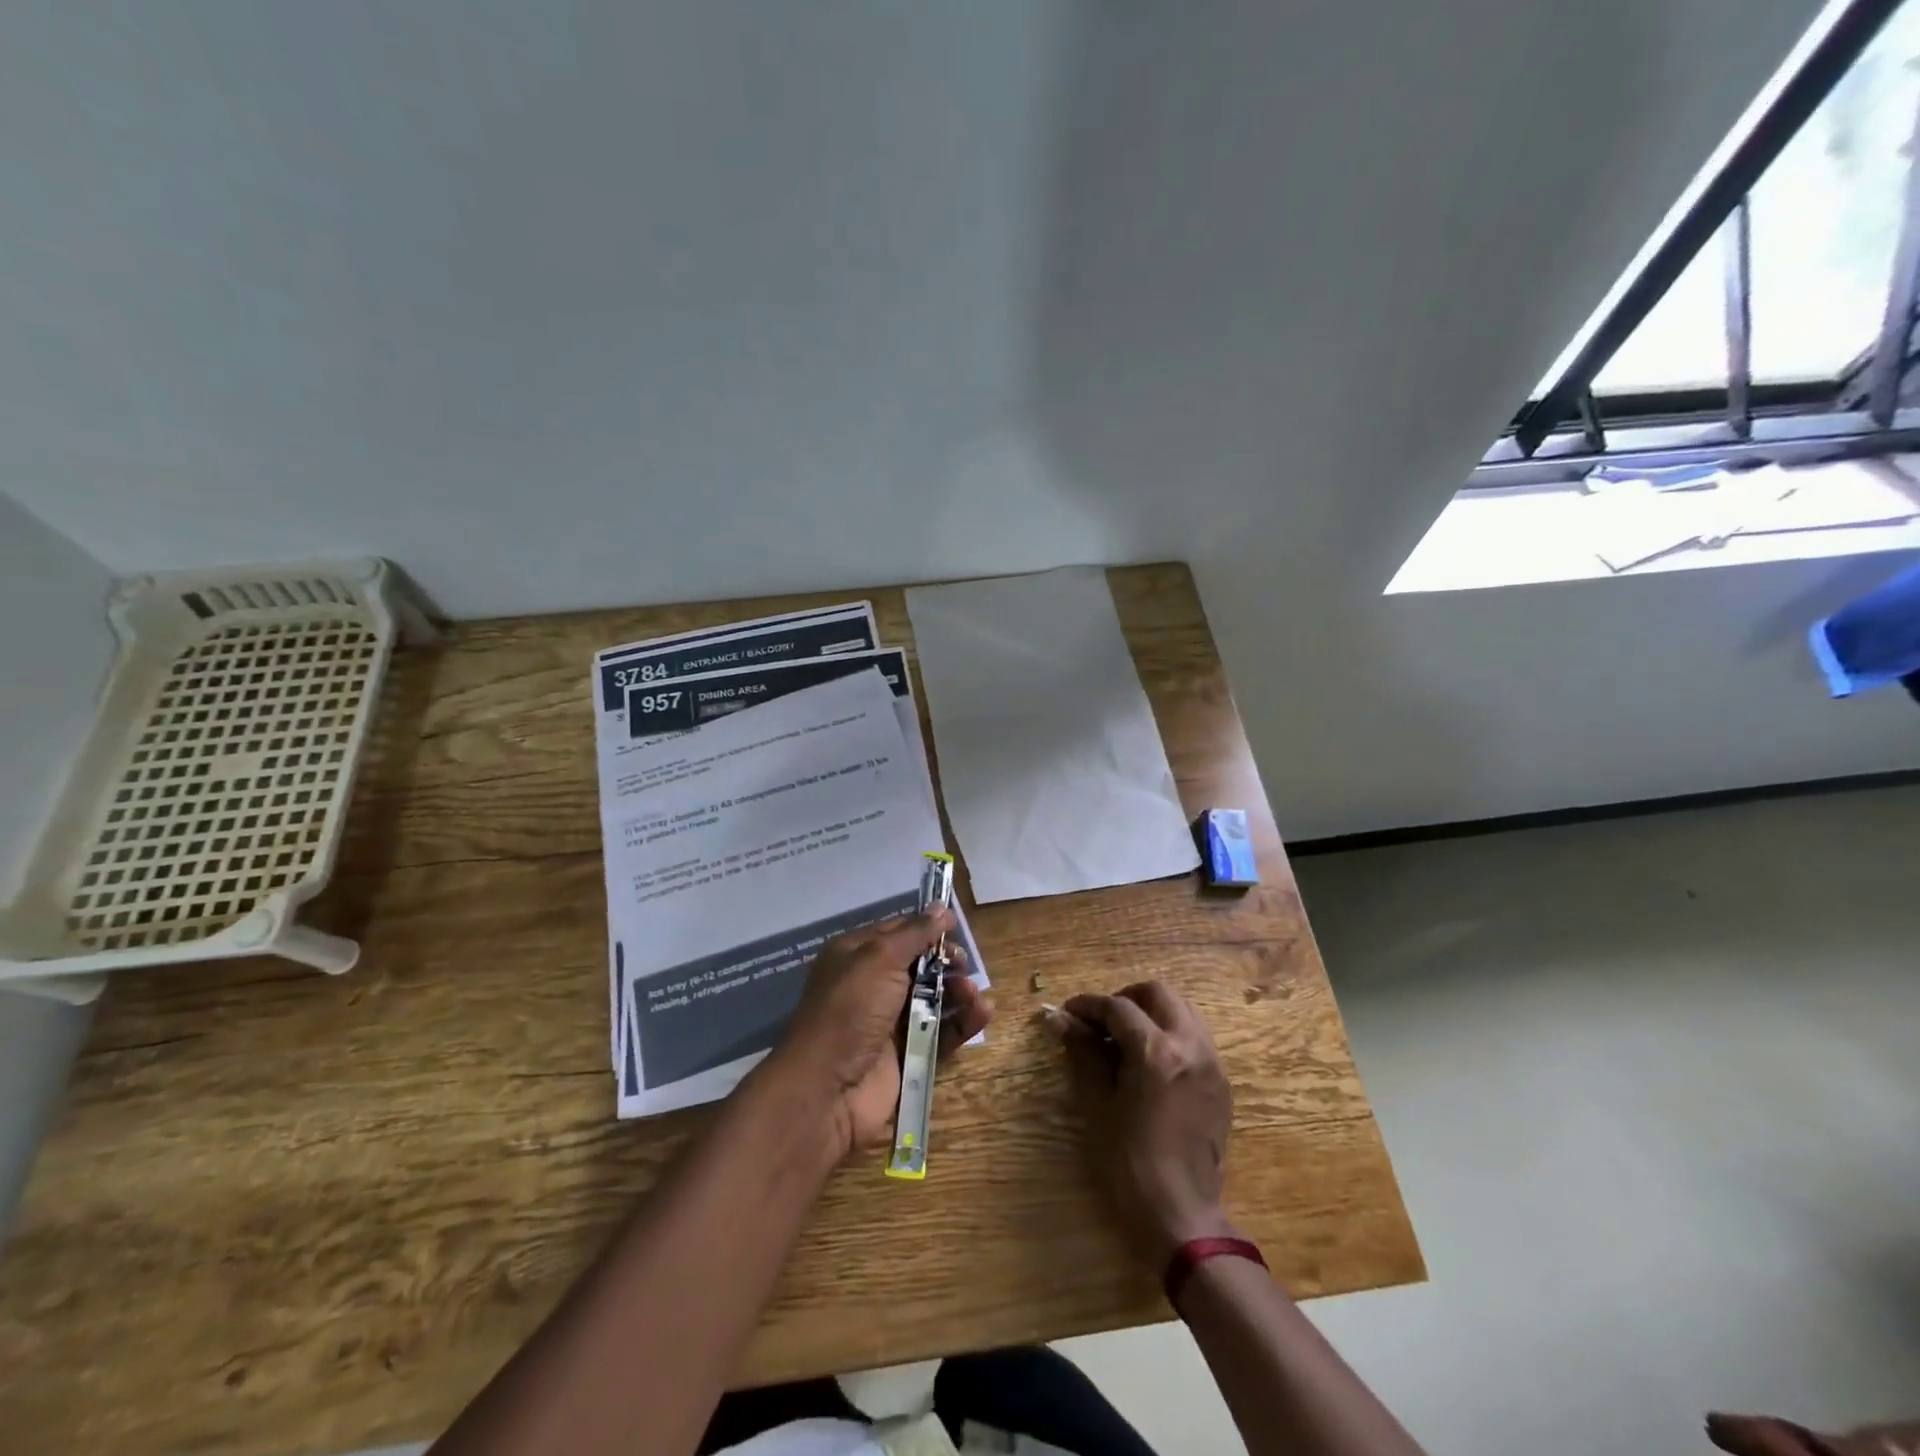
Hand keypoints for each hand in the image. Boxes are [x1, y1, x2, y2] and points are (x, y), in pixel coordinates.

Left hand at [773, 908, 991, 1162]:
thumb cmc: (851, 1010)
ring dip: (957, 991)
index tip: (956, 926)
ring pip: (934, 999)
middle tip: (963, 965)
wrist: (828, 1089)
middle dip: (945, 961)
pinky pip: (942, 1032)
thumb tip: (941, 907)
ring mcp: (890, 1022)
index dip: (927, 927)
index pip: (898, 932)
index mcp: (856, 956)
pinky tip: (982, 1013)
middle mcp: (872, 986)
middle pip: (920, 965)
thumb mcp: (880, 959)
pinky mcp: (909, 1055)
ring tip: (973, 993)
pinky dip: (963, 1022)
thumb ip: (915, 933)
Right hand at [1046, 982, 1235, 1267]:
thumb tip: (1060, 1018)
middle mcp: (1190, 1046)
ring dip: (1150, 1013)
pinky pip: (1195, 1036)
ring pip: (1182, 1010)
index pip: (1118, 1007)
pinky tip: (1149, 1062)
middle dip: (1125, 999)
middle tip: (1100, 1022)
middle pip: (1158, 993)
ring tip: (1124, 1039)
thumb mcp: (1097, 1104)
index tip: (1068, 1013)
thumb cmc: (1128, 1163)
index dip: (1088, 1005)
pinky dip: (1170, 1033)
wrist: (1180, 1216)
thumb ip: (1082, 1052)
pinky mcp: (1221, 1082)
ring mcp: (1212, 1063)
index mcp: (1157, 1052)